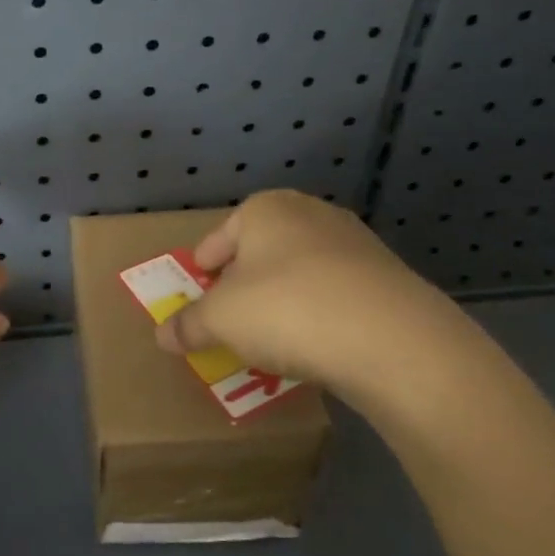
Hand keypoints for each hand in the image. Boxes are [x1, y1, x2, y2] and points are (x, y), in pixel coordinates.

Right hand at [154, 190, 493, 412]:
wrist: (392, 339)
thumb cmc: (286, 310)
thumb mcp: (220, 320)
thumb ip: (188, 325)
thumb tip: (162, 336)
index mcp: (264, 209)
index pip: (218, 238)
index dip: (203, 270)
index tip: (199, 299)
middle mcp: (311, 213)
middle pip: (261, 252)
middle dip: (244, 285)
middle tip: (232, 321)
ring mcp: (355, 243)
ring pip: (301, 272)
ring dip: (284, 301)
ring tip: (274, 340)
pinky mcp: (387, 277)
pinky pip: (337, 295)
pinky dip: (321, 315)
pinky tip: (317, 346)